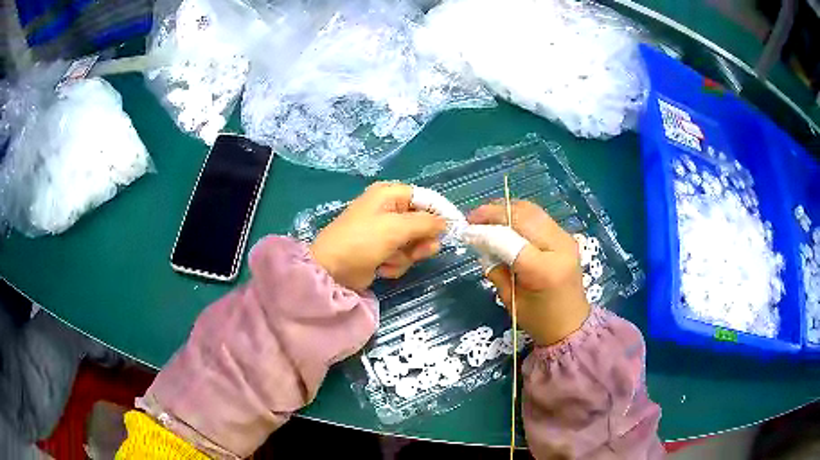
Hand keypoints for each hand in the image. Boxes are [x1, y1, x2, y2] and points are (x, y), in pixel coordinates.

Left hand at [311, 182, 445, 291]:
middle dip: (420, 240)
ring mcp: (384, 232)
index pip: (425, 198)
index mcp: (389, 194)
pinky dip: (395, 264)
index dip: (440, 212)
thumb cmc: (363, 240)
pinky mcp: (381, 252)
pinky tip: (382, 267)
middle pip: (422, 223)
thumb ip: (426, 222)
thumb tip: (445, 223)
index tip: (454, 227)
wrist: (332, 270)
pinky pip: (401, 256)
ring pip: (414, 243)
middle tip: (419, 251)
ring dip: (406, 255)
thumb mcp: (397, 227)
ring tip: (391, 260)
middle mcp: (387, 210)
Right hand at [467, 201, 590, 345]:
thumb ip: (496, 269)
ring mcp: (565, 239)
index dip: (485, 232)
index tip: (466, 231)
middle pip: (523, 217)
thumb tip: (481, 244)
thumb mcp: (510, 299)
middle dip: (494, 212)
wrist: (571, 324)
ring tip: (485, 215)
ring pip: (532, 211)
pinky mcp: (566, 236)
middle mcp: (559, 248)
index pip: (510, 240)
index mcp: (544, 270)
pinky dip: (519, 214)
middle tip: (472, 217)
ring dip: (506, 209)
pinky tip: (504, 220)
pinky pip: (539, 217)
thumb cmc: (539, 320)